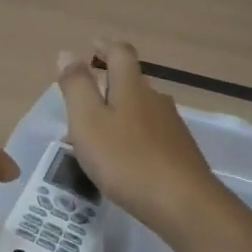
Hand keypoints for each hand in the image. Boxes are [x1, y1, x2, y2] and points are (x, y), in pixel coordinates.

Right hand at [57, 41, 226, 235]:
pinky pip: (150, 134)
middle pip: (131, 81)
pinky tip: (123, 160)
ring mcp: (172, 126)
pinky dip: (132, 137)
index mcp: (131, 87)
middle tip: (82, 102)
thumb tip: (68, 53)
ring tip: (98, 137)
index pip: (120, 53)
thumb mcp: (88, 121)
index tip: (90, 47)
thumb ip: (76, 86)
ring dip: (119, 114)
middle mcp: (155, 99)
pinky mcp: (180, 151)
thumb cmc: (126, 159)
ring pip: (140, 109)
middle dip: (108, 85)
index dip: (104, 47)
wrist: (183, 204)